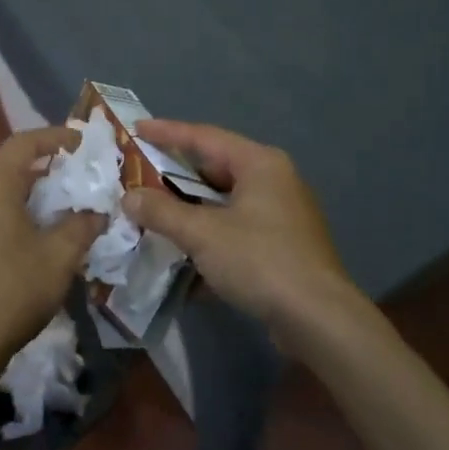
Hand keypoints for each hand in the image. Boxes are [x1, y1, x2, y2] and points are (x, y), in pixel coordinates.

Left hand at [0, 127, 103, 372]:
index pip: (23, 144)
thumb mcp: (60, 255)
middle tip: (74, 172)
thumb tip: (97, 212)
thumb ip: (82, 224)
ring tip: (58, 202)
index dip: (54, 137)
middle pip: (6, 165)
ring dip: (26, 191)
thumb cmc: (14, 290)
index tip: (81, 142)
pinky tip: (31, 233)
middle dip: (42, 165)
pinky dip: (10, 211)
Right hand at [123, 120, 359, 337]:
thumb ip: (162, 211)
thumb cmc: (259, 260)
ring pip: (225, 203)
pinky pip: (237, 231)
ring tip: (154, 216)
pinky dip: (210, 238)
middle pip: (215, 169)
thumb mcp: (202, 233)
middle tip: (140, 177)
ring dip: (190, 211)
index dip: (167, 132)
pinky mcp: (283, 246)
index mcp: (259, 164)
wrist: (318, 319)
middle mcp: (275, 181)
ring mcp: (282, 215)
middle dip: (175, 177)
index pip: (204, 137)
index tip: (136, 130)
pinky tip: (184, 259)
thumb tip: (129, 197)